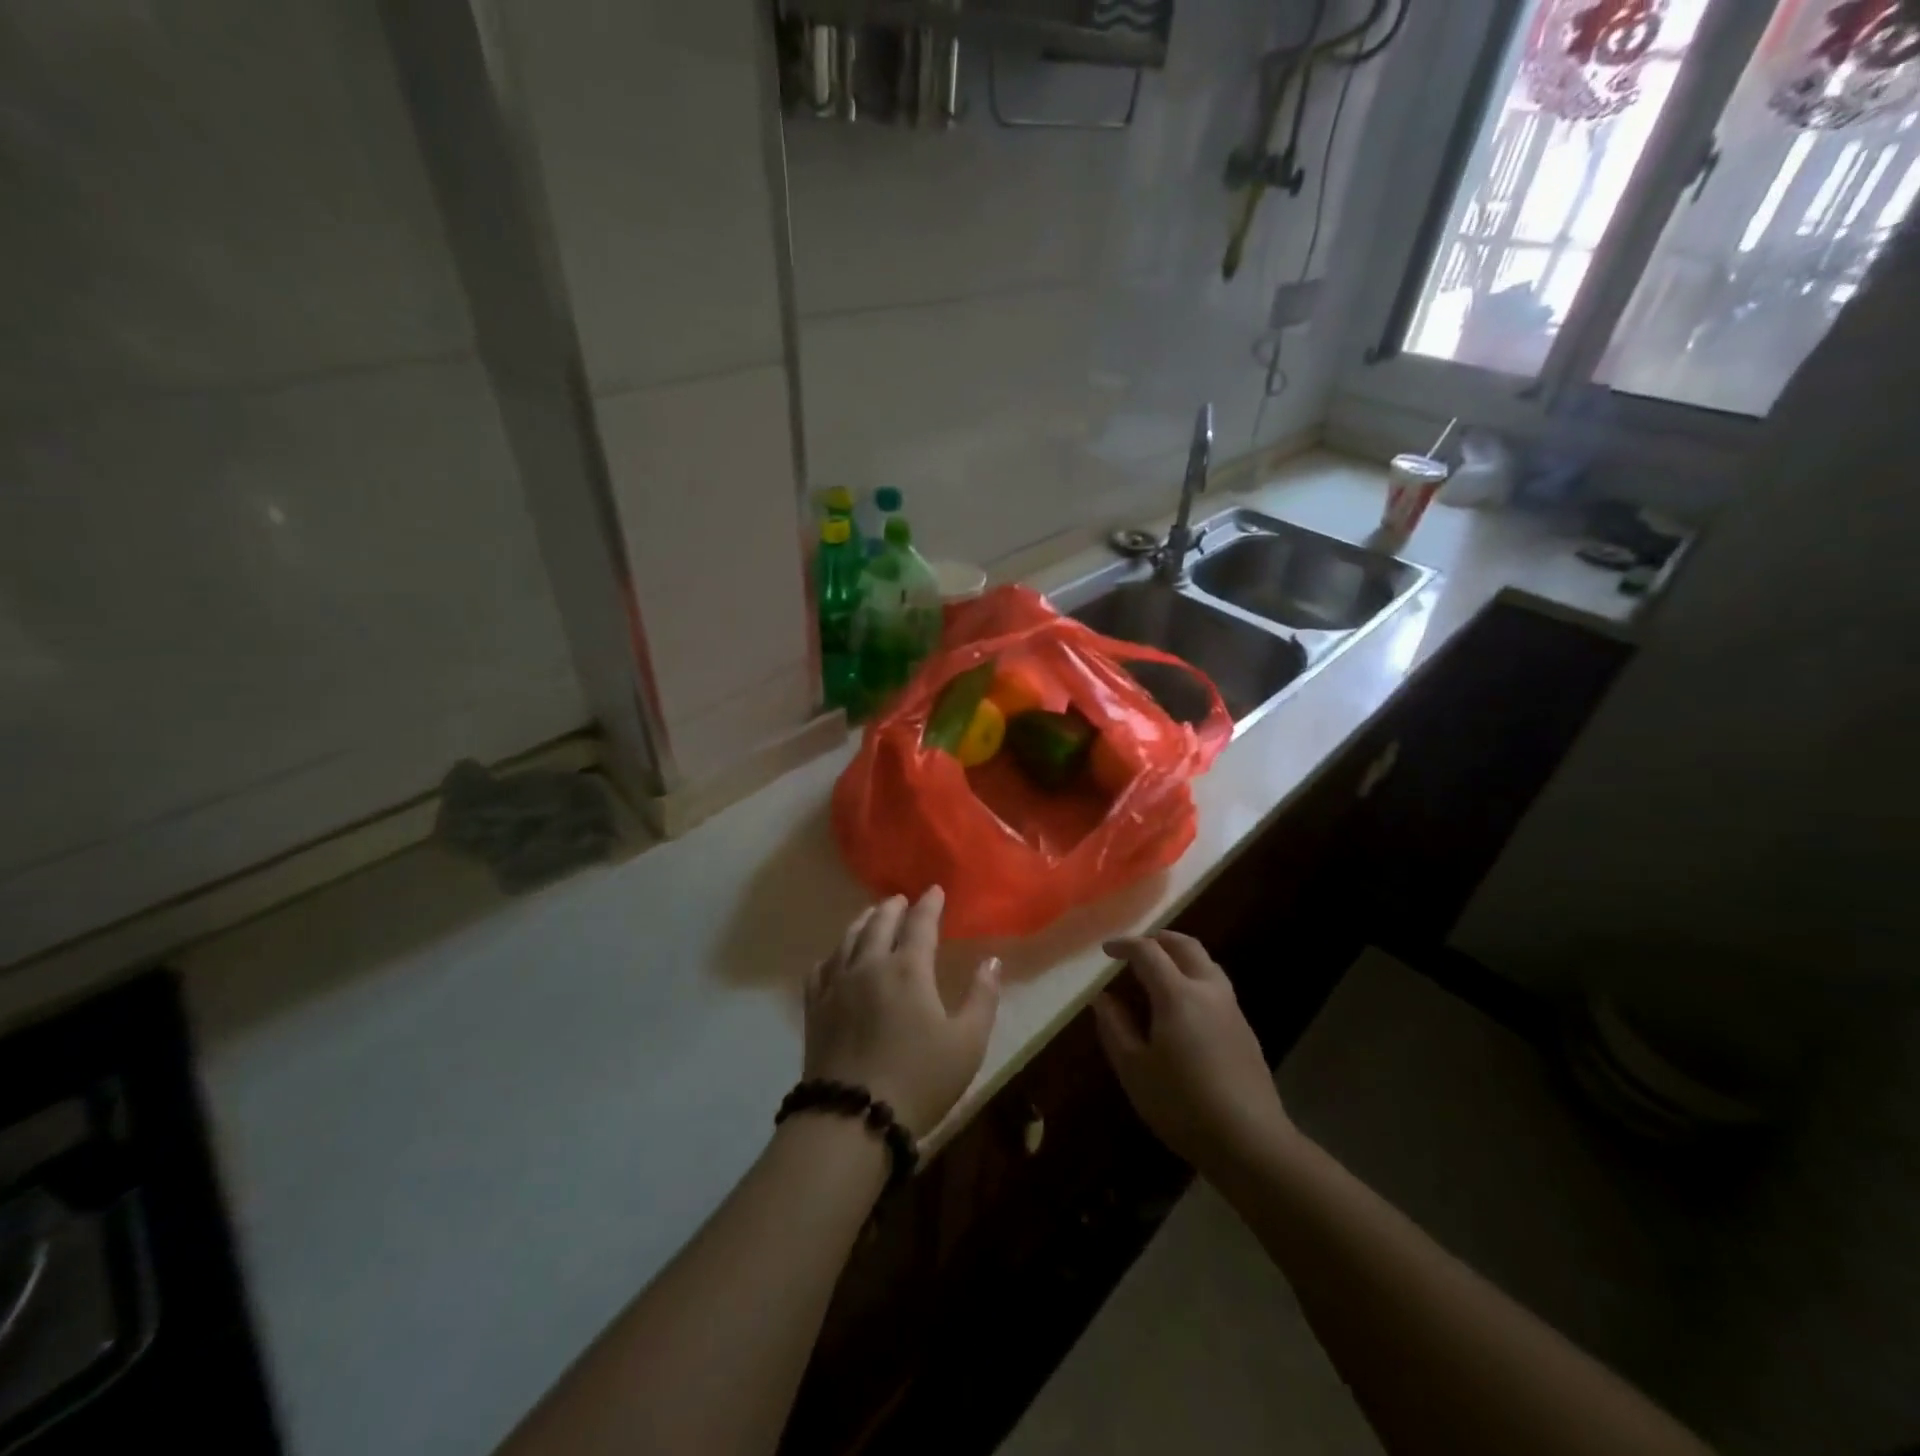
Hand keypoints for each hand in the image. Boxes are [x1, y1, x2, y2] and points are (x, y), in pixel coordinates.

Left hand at [805, 888, 1000, 1138]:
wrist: (852, 1118)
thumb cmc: (919, 1080)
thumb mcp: (967, 1043)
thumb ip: (982, 998)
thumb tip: (991, 961)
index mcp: (908, 969)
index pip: (920, 924)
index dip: (929, 905)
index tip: (935, 890)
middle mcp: (869, 965)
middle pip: (879, 923)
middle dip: (893, 907)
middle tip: (901, 899)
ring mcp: (837, 985)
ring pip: (848, 939)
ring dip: (863, 921)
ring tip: (871, 915)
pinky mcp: (815, 1007)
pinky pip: (822, 967)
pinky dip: (833, 953)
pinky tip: (836, 956)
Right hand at [1092, 931, 1292, 1177]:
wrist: (1250, 1141)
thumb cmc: (1182, 1104)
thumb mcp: (1134, 1069)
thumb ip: (1115, 1027)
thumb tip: (1103, 998)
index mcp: (1177, 994)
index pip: (1148, 952)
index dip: (1125, 945)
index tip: (1106, 951)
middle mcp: (1208, 990)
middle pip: (1186, 946)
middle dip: (1159, 940)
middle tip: (1136, 949)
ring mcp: (1232, 1009)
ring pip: (1206, 964)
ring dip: (1180, 957)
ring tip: (1159, 973)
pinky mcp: (1245, 1030)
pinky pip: (1216, 987)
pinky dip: (1194, 979)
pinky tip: (1183, 1008)